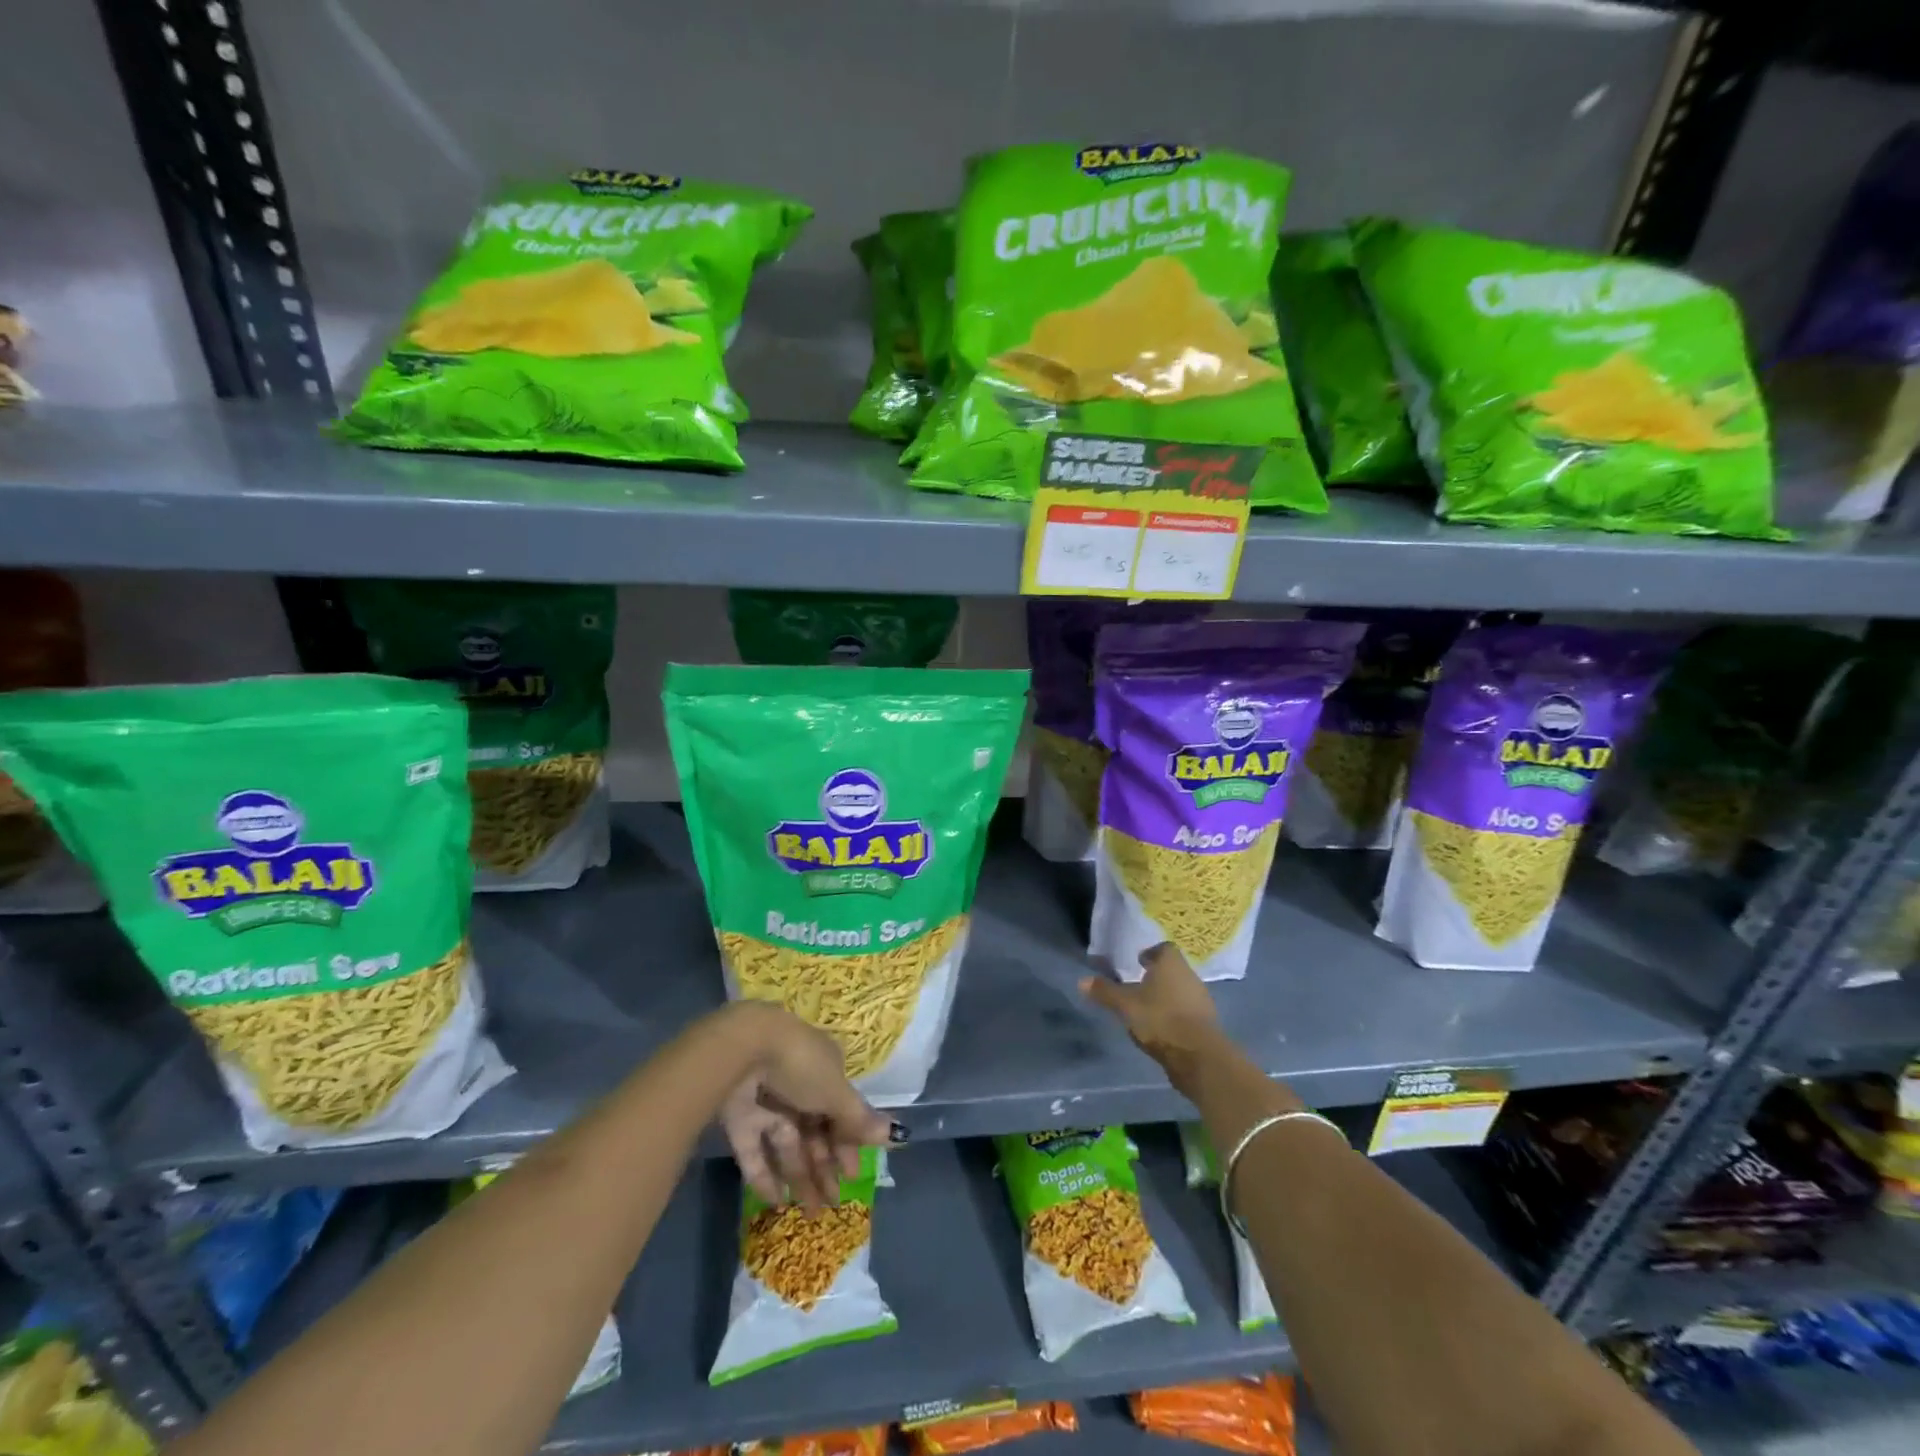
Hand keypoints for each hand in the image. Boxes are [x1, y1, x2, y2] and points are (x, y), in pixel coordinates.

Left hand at [715, 1002, 896, 1209]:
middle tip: (831, 1204)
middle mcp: (798, 1086)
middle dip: (824, 1167)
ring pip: (786, 1145)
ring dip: (799, 1177)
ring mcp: (767, 1102)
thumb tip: (893, 1134)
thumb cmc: (801, 1065)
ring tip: (809, 1213)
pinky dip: (765, 1175)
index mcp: (824, 1071)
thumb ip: (858, 1118)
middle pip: (813, 1132)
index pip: (839, 1112)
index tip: (852, 1174)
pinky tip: (775, 1201)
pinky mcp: (739, 1118)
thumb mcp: (835, 1091)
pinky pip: (754, 1151)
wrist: (743, 1050)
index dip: (847, 1143)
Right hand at [1081, 942, 1226, 1092]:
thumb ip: (1105, 992)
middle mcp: (1189, 977)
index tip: (1139, 961)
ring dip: (1167, 997)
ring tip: (1147, 1008)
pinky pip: (1187, 1012)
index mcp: (1171, 965)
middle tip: (1139, 984)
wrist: (1199, 1056)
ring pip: (1181, 991)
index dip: (1151, 953)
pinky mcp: (1207, 1024)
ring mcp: (1201, 1000)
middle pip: (1173, 970)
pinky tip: (1162, 1028)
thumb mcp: (1125, 1005)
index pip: (1164, 949)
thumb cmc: (1160, 1019)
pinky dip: (1175, 1015)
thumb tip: (1081, 981)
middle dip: (1157, 976)